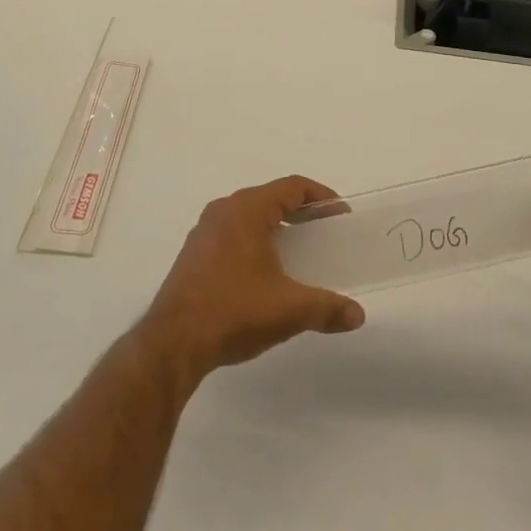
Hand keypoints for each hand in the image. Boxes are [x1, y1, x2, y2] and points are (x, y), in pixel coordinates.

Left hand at [140, 175, 365, 385]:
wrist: (173, 343)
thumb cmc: (234, 311)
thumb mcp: (288, 309)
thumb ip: (327, 308)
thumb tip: (358, 315)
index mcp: (247, 209)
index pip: (292, 187)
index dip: (321, 197)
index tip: (341, 214)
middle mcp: (223, 210)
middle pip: (270, 199)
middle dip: (300, 213)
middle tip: (325, 233)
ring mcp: (204, 232)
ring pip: (249, 217)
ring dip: (276, 229)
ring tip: (299, 253)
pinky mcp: (193, 255)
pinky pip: (232, 235)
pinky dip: (255, 243)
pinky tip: (265, 273)